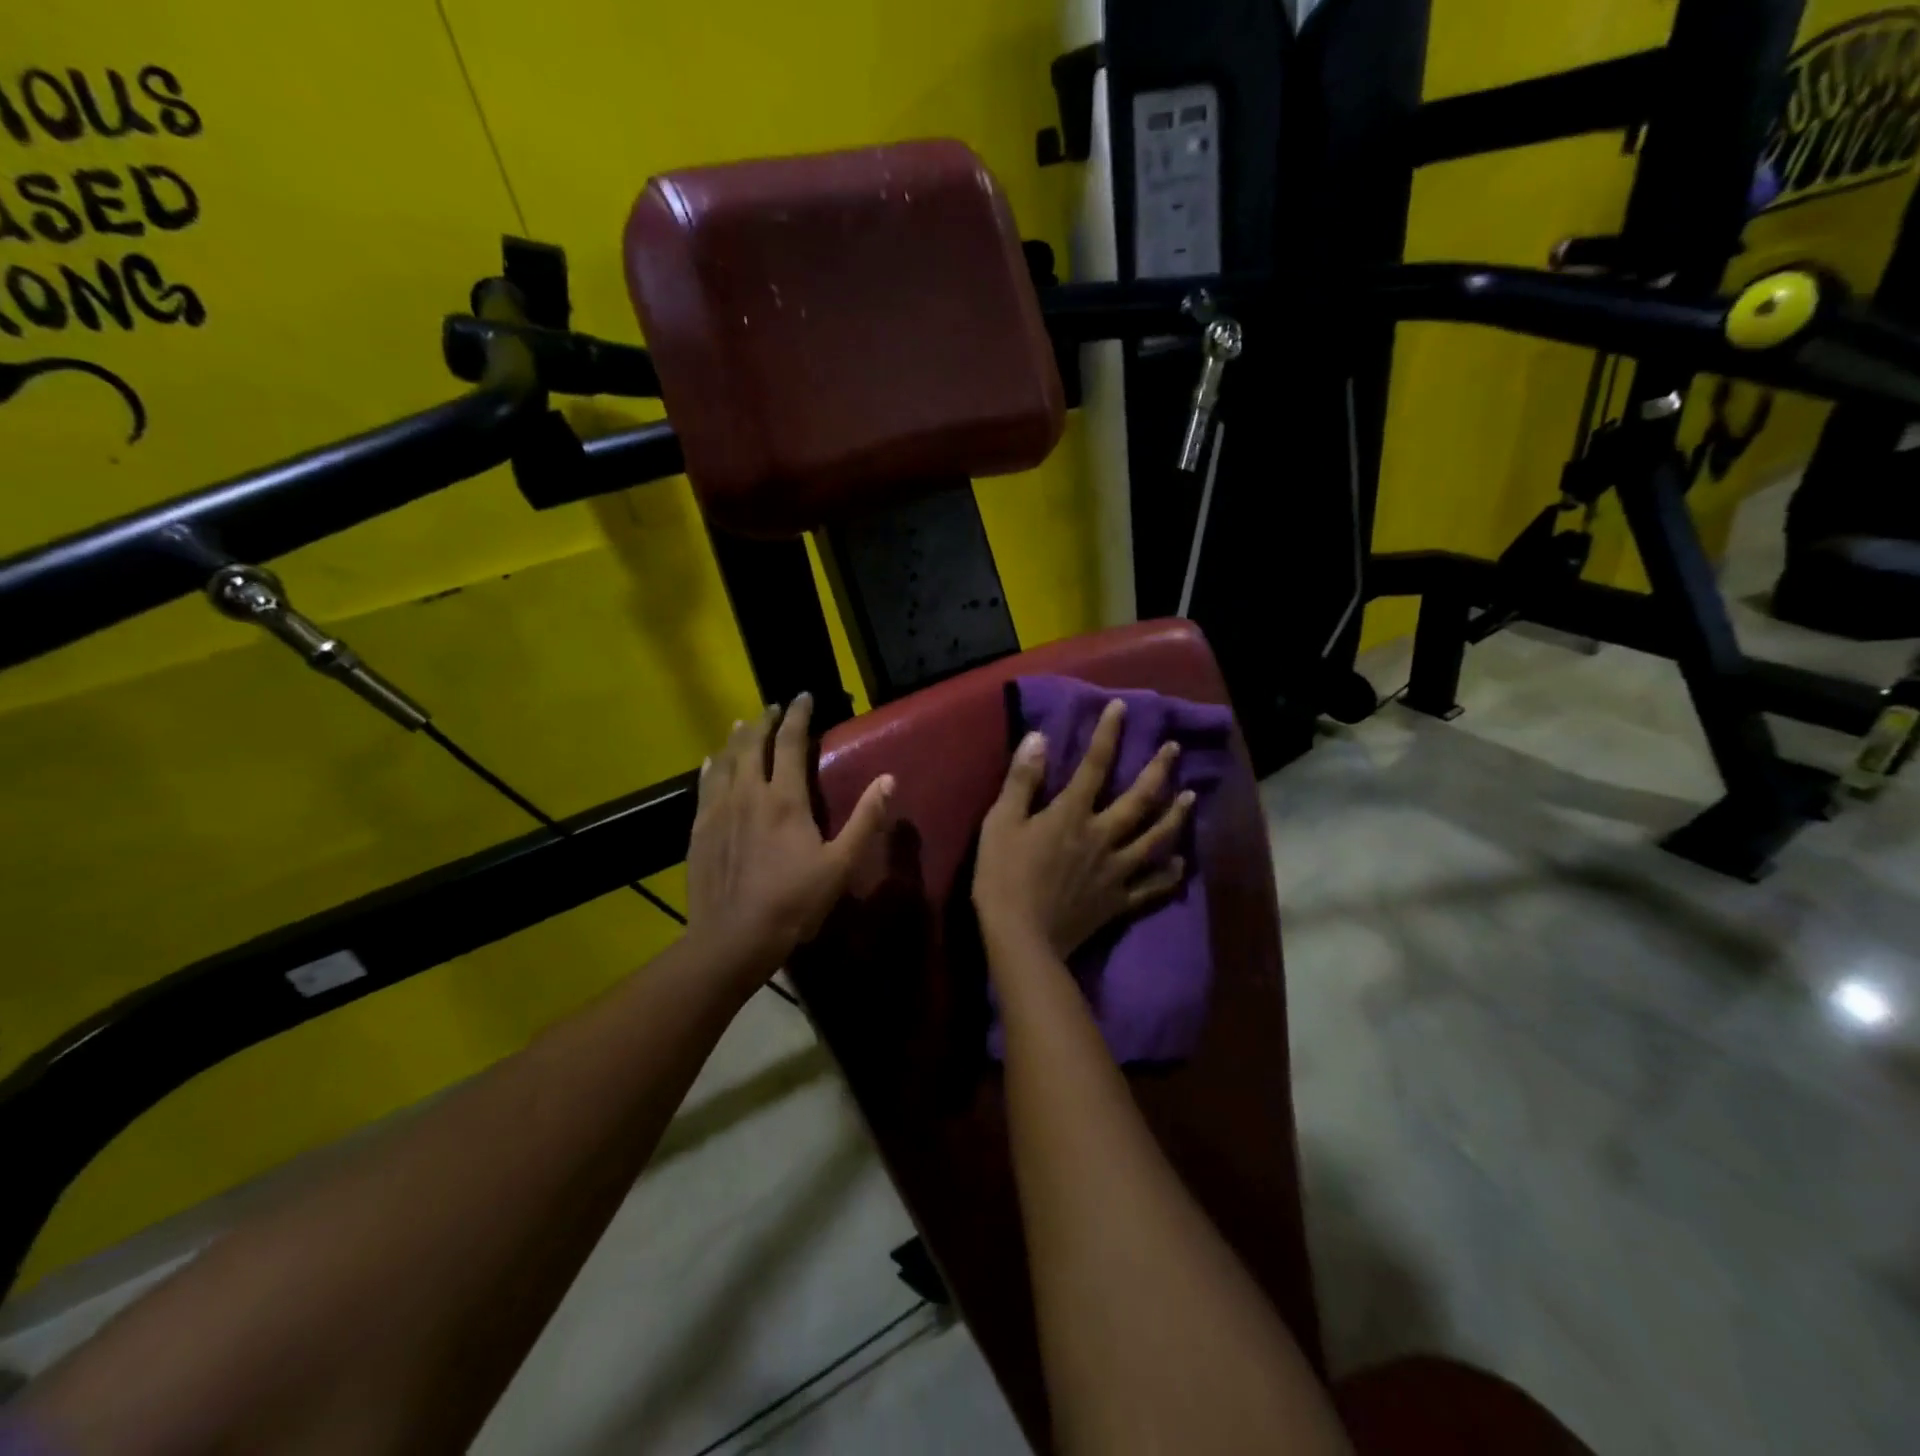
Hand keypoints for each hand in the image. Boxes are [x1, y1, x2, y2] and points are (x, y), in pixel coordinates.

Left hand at [687, 693, 893, 983]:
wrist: (733, 937)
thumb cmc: (794, 902)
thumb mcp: (841, 864)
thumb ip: (865, 819)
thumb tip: (888, 779)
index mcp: (784, 799)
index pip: (789, 742)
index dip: (798, 716)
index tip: (803, 697)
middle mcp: (748, 794)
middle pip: (752, 744)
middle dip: (765, 721)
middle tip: (774, 708)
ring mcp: (718, 810)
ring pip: (725, 760)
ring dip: (736, 739)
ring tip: (744, 725)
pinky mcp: (699, 829)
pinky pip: (705, 786)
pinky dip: (711, 767)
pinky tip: (712, 763)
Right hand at [973, 698, 1191, 961]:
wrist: (1021, 938)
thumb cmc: (1003, 877)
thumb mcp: (1001, 823)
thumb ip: (1022, 780)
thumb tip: (1039, 737)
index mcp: (1072, 815)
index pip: (1094, 765)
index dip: (1108, 734)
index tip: (1122, 707)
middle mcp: (1102, 836)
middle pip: (1139, 799)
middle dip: (1158, 770)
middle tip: (1174, 749)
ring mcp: (1116, 870)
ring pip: (1155, 838)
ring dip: (1176, 815)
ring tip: (1190, 797)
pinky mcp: (1119, 901)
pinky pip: (1151, 886)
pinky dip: (1169, 875)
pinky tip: (1180, 864)